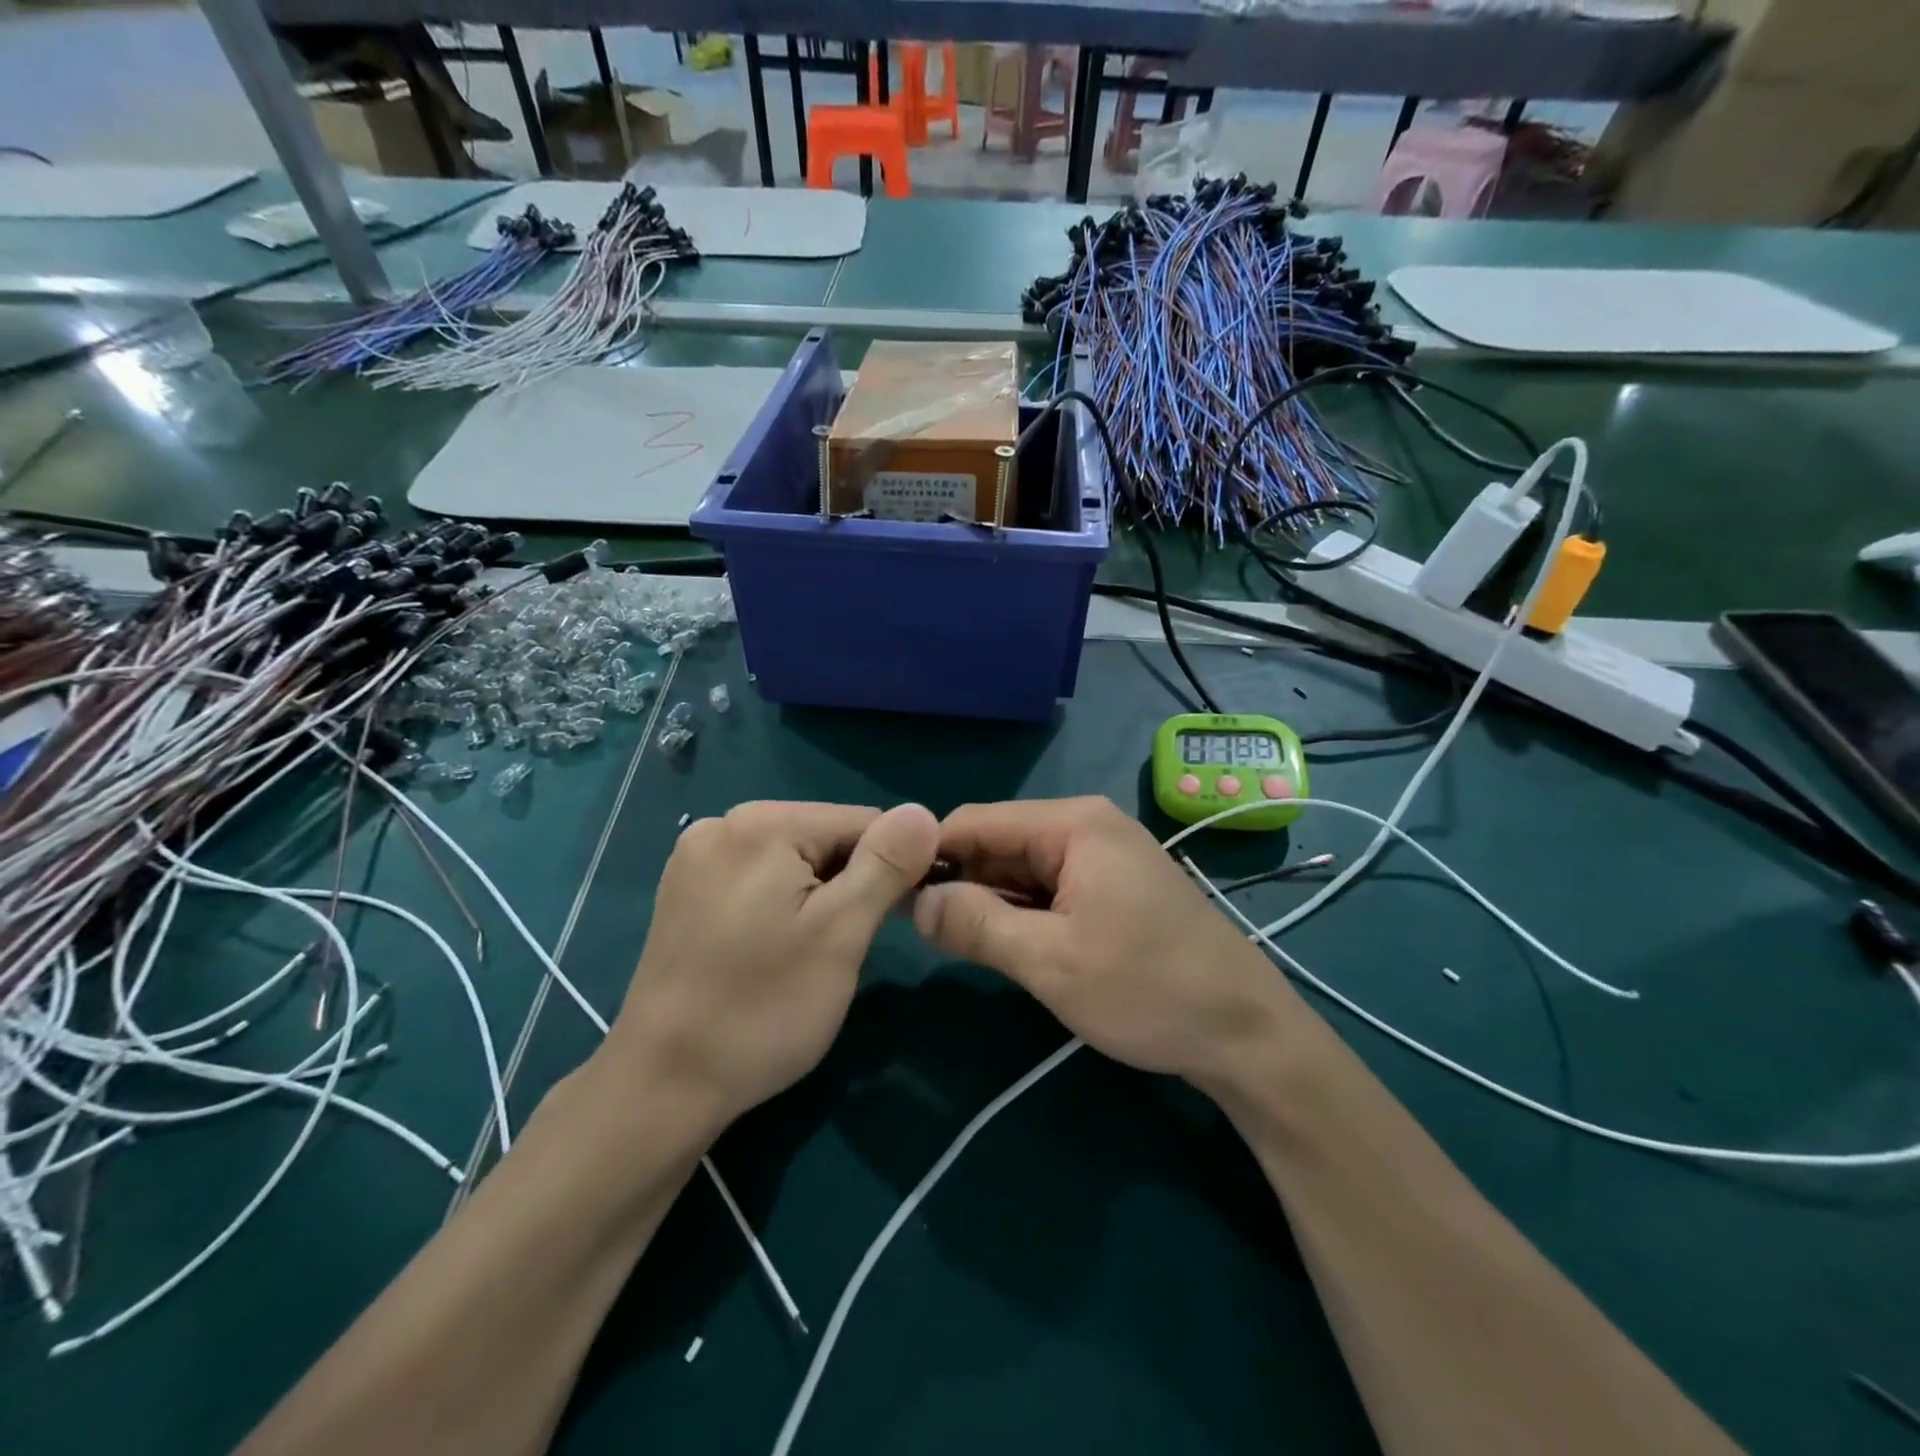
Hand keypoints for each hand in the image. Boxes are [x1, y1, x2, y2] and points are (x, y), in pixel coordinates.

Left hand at [600, 800, 937, 1132]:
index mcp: (763, 823)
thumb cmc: (763, 1009)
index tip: (899, 920)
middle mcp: (724, 823)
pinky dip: (784, 904)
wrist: (662, 1086)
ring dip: (820, 895)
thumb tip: (923, 812)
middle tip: (845, 947)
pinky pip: (760, 877)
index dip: (894, 867)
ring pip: (795, 859)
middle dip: (851, 882)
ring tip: (810, 953)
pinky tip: (774, 948)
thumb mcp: (841, 934)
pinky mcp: (685, 889)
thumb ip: (887, 864)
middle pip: (826, 836)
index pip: (863, 821)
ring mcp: (697, 856)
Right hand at [913, 797, 1296, 1085]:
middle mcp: (1087, 826)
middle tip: (914, 930)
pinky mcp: (1112, 888)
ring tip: (947, 940)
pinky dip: (1020, 913)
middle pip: (998, 843)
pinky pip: (1049, 889)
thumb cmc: (1148, 990)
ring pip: (1021, 869)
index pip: (976, 822)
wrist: (1247, 1033)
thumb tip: (914, 903)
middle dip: (957, 881)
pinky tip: (999, 943)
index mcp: (1072, 824)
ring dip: (987, 901)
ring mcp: (1103, 857)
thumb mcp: (1050, 960)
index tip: (889, 895)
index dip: (928, 854)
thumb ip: (976, 924)